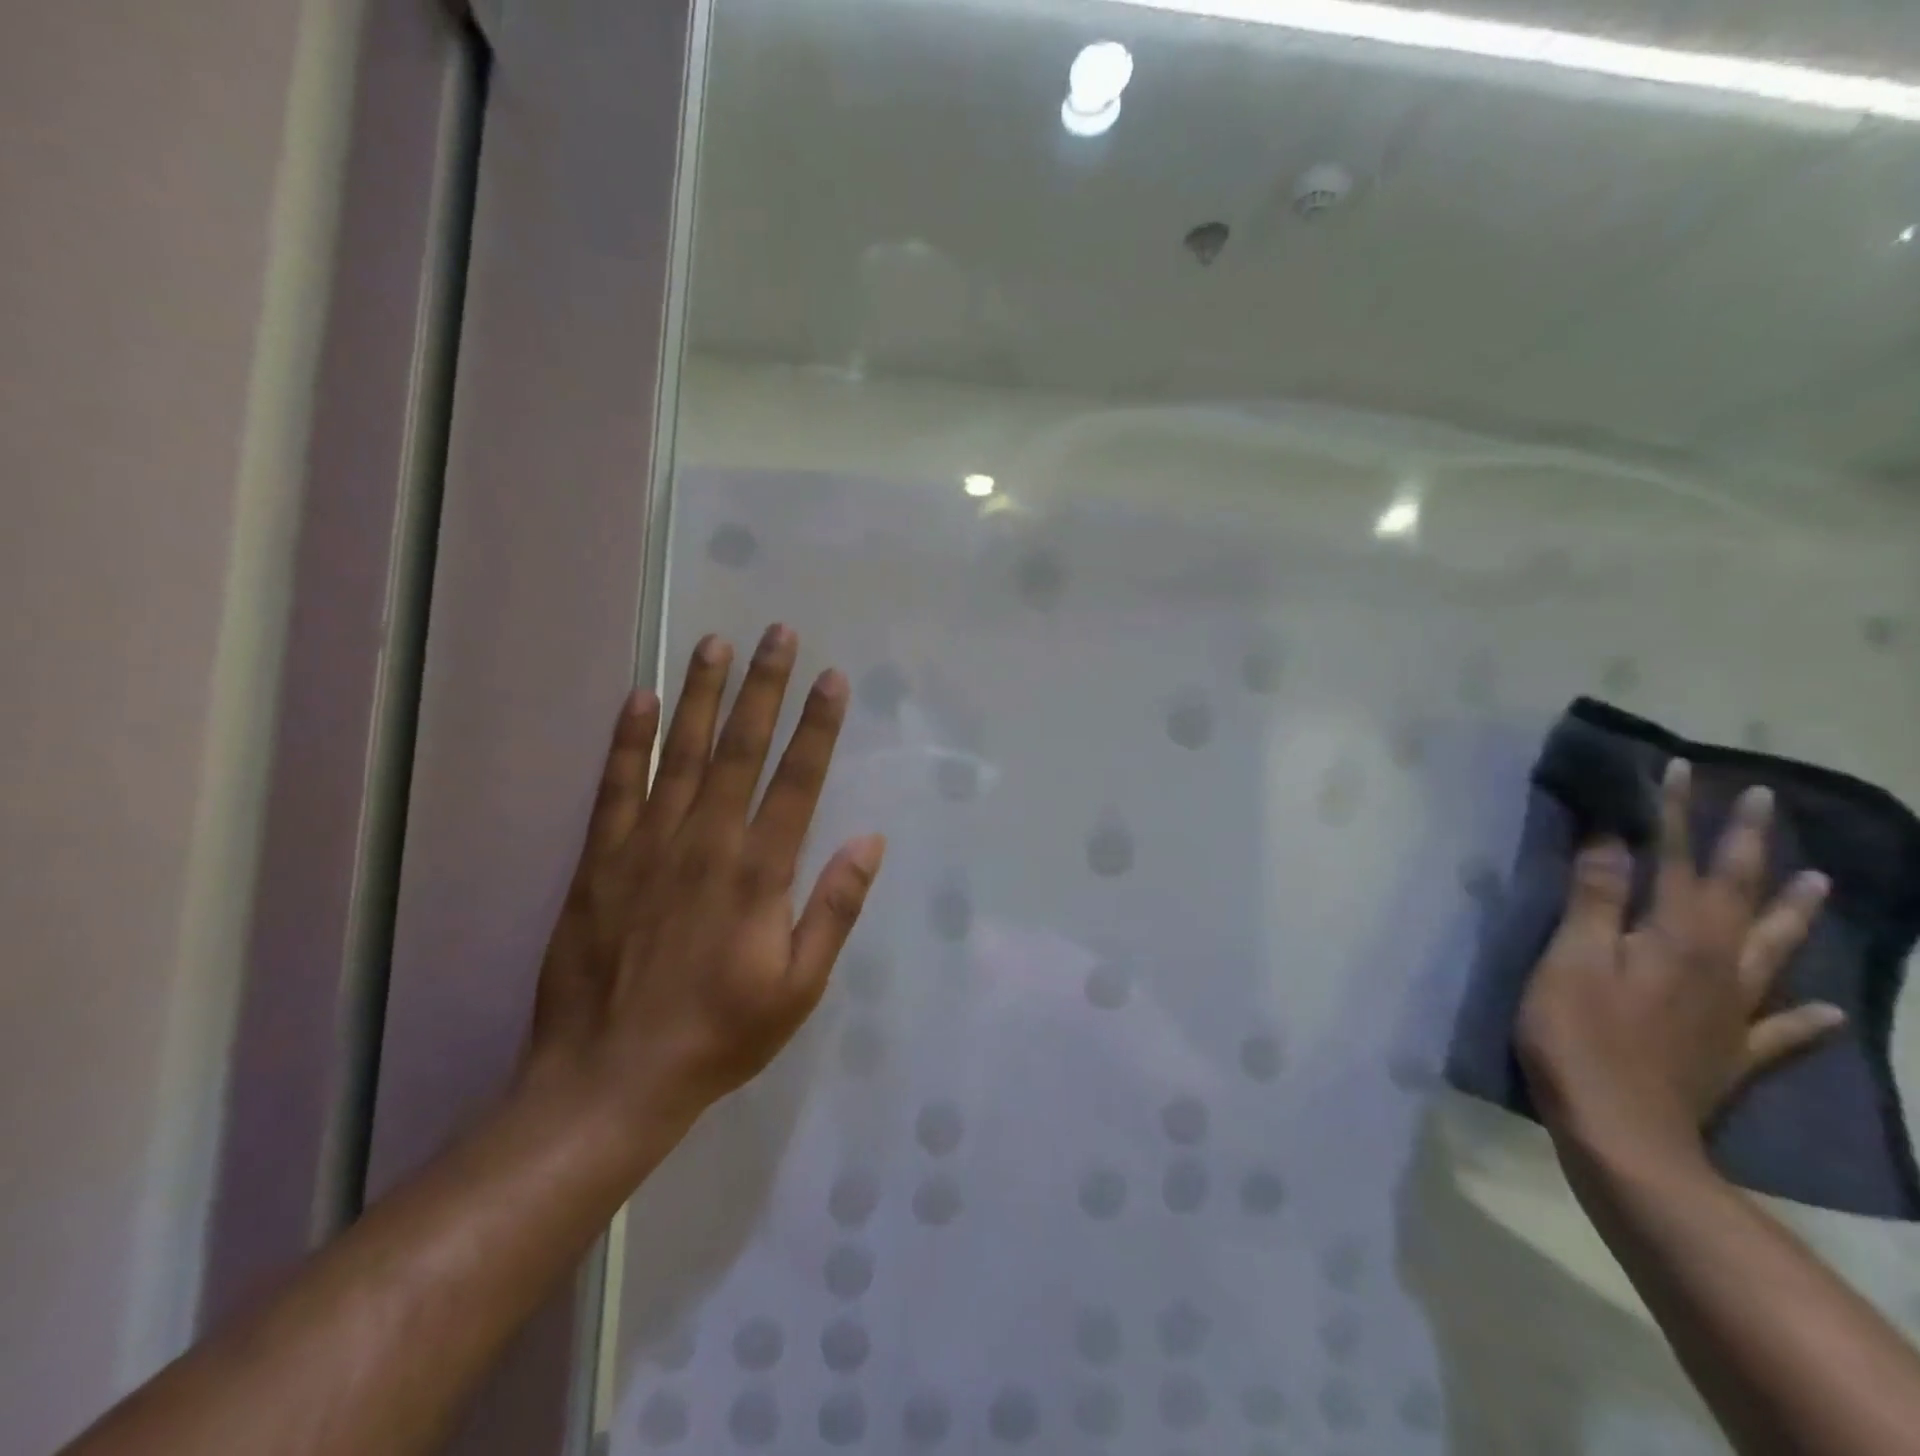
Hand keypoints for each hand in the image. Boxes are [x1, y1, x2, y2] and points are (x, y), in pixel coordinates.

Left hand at [522, 624, 885, 1147]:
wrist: (610, 1079)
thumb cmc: (720, 1034)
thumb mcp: (799, 988)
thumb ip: (834, 908)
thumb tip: (870, 842)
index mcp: (759, 871)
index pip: (796, 779)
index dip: (818, 725)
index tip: (831, 677)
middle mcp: (706, 842)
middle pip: (740, 748)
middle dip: (764, 686)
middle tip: (777, 633)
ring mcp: (648, 845)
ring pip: (680, 752)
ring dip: (700, 695)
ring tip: (714, 643)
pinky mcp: (600, 859)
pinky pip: (616, 787)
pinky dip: (627, 740)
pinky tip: (638, 699)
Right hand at [1517, 759, 1842, 1168]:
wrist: (1623, 1132)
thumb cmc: (1579, 1035)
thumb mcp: (1572, 959)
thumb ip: (1596, 900)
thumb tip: (1612, 840)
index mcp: (1676, 939)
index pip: (1676, 860)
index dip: (1677, 814)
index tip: (1684, 769)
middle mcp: (1718, 966)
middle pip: (1735, 894)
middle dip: (1746, 844)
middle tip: (1763, 802)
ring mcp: (1732, 1011)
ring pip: (1774, 950)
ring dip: (1793, 912)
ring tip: (1820, 882)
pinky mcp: (1731, 1052)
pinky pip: (1783, 1030)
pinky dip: (1806, 1017)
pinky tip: (1825, 1008)